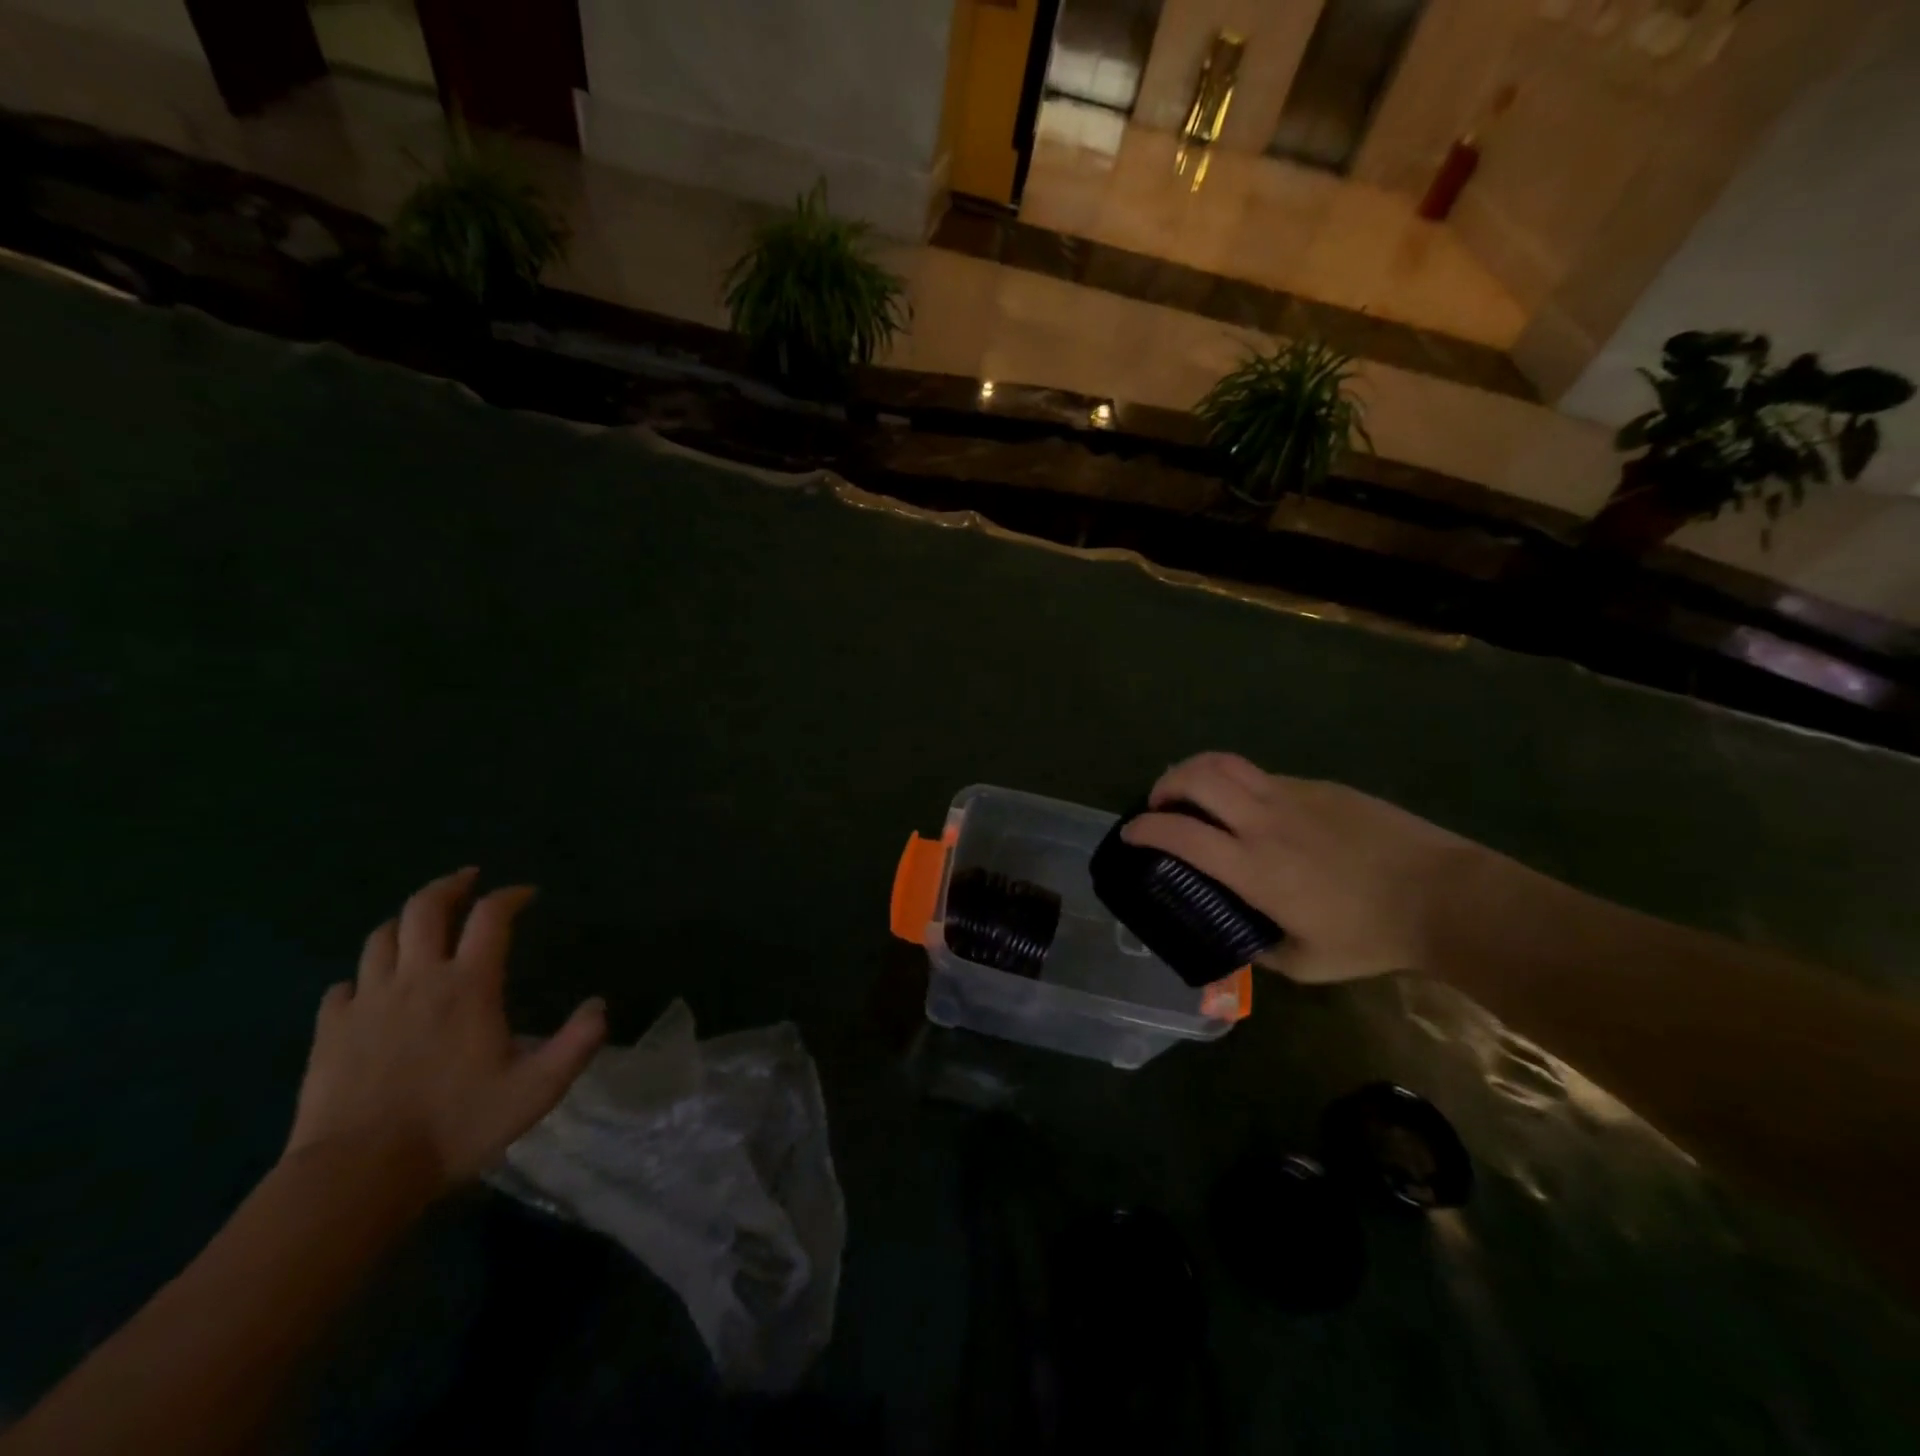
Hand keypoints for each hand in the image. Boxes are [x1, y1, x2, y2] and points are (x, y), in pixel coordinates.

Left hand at [285, 868, 606, 1187]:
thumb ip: (577, 1043)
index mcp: (468, 985)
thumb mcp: (536, 1090)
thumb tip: (600, 1006)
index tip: (527, 894)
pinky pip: (343, 986)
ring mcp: (367, 1002)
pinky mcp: (329, 1031)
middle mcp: (417, 979)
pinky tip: (372, 988)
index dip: (510, 896)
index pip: (491, 916)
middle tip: (469, 880)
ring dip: (405, 921)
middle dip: (450, 886)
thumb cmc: (455, 1126)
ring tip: (422, 924)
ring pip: (381, 938)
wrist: (356, 1177)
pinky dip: (364, 975)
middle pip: (424, 908)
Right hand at [1120, 753, 1485, 983]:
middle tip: (1159, 805)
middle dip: (1165, 785)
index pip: (1179, 833)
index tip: (1129, 834)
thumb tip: (1237, 940)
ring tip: (1193, 792)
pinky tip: (1254, 809)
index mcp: (1253, 866)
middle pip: (1196, 777)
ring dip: (1196, 772)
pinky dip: (1240, 784)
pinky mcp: (1319, 786)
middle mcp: (1263, 821)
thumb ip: (1260, 949)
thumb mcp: (1305, 962)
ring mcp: (1293, 796)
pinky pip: (1264, 775)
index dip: (1144, 829)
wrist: (1444, 897)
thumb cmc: (1371, 936)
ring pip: (1227, 763)